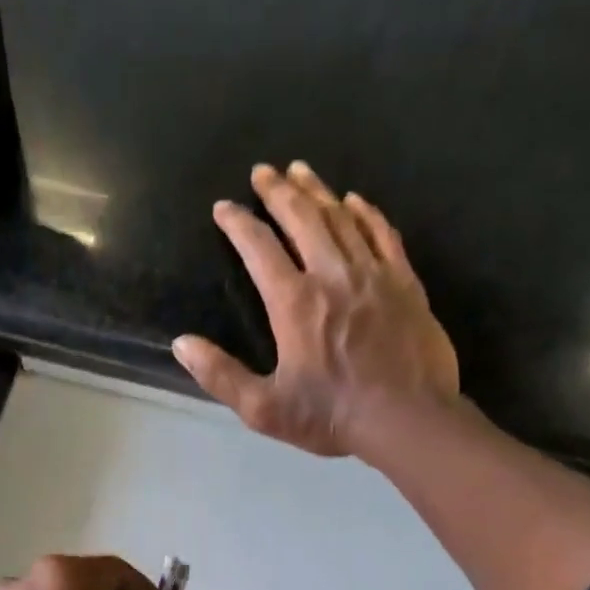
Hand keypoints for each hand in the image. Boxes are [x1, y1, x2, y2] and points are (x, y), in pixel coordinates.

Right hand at [172, 161, 460, 458]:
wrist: (407, 419)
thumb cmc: (331, 416)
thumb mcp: (263, 408)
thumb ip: (221, 375)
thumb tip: (182, 344)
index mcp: (294, 303)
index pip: (259, 248)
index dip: (238, 224)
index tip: (223, 207)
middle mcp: (332, 275)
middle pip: (302, 218)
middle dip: (278, 191)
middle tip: (262, 171)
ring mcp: (373, 274)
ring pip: (341, 218)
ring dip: (317, 191)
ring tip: (300, 171)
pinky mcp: (405, 282)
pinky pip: (382, 234)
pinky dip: (365, 212)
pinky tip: (355, 200)